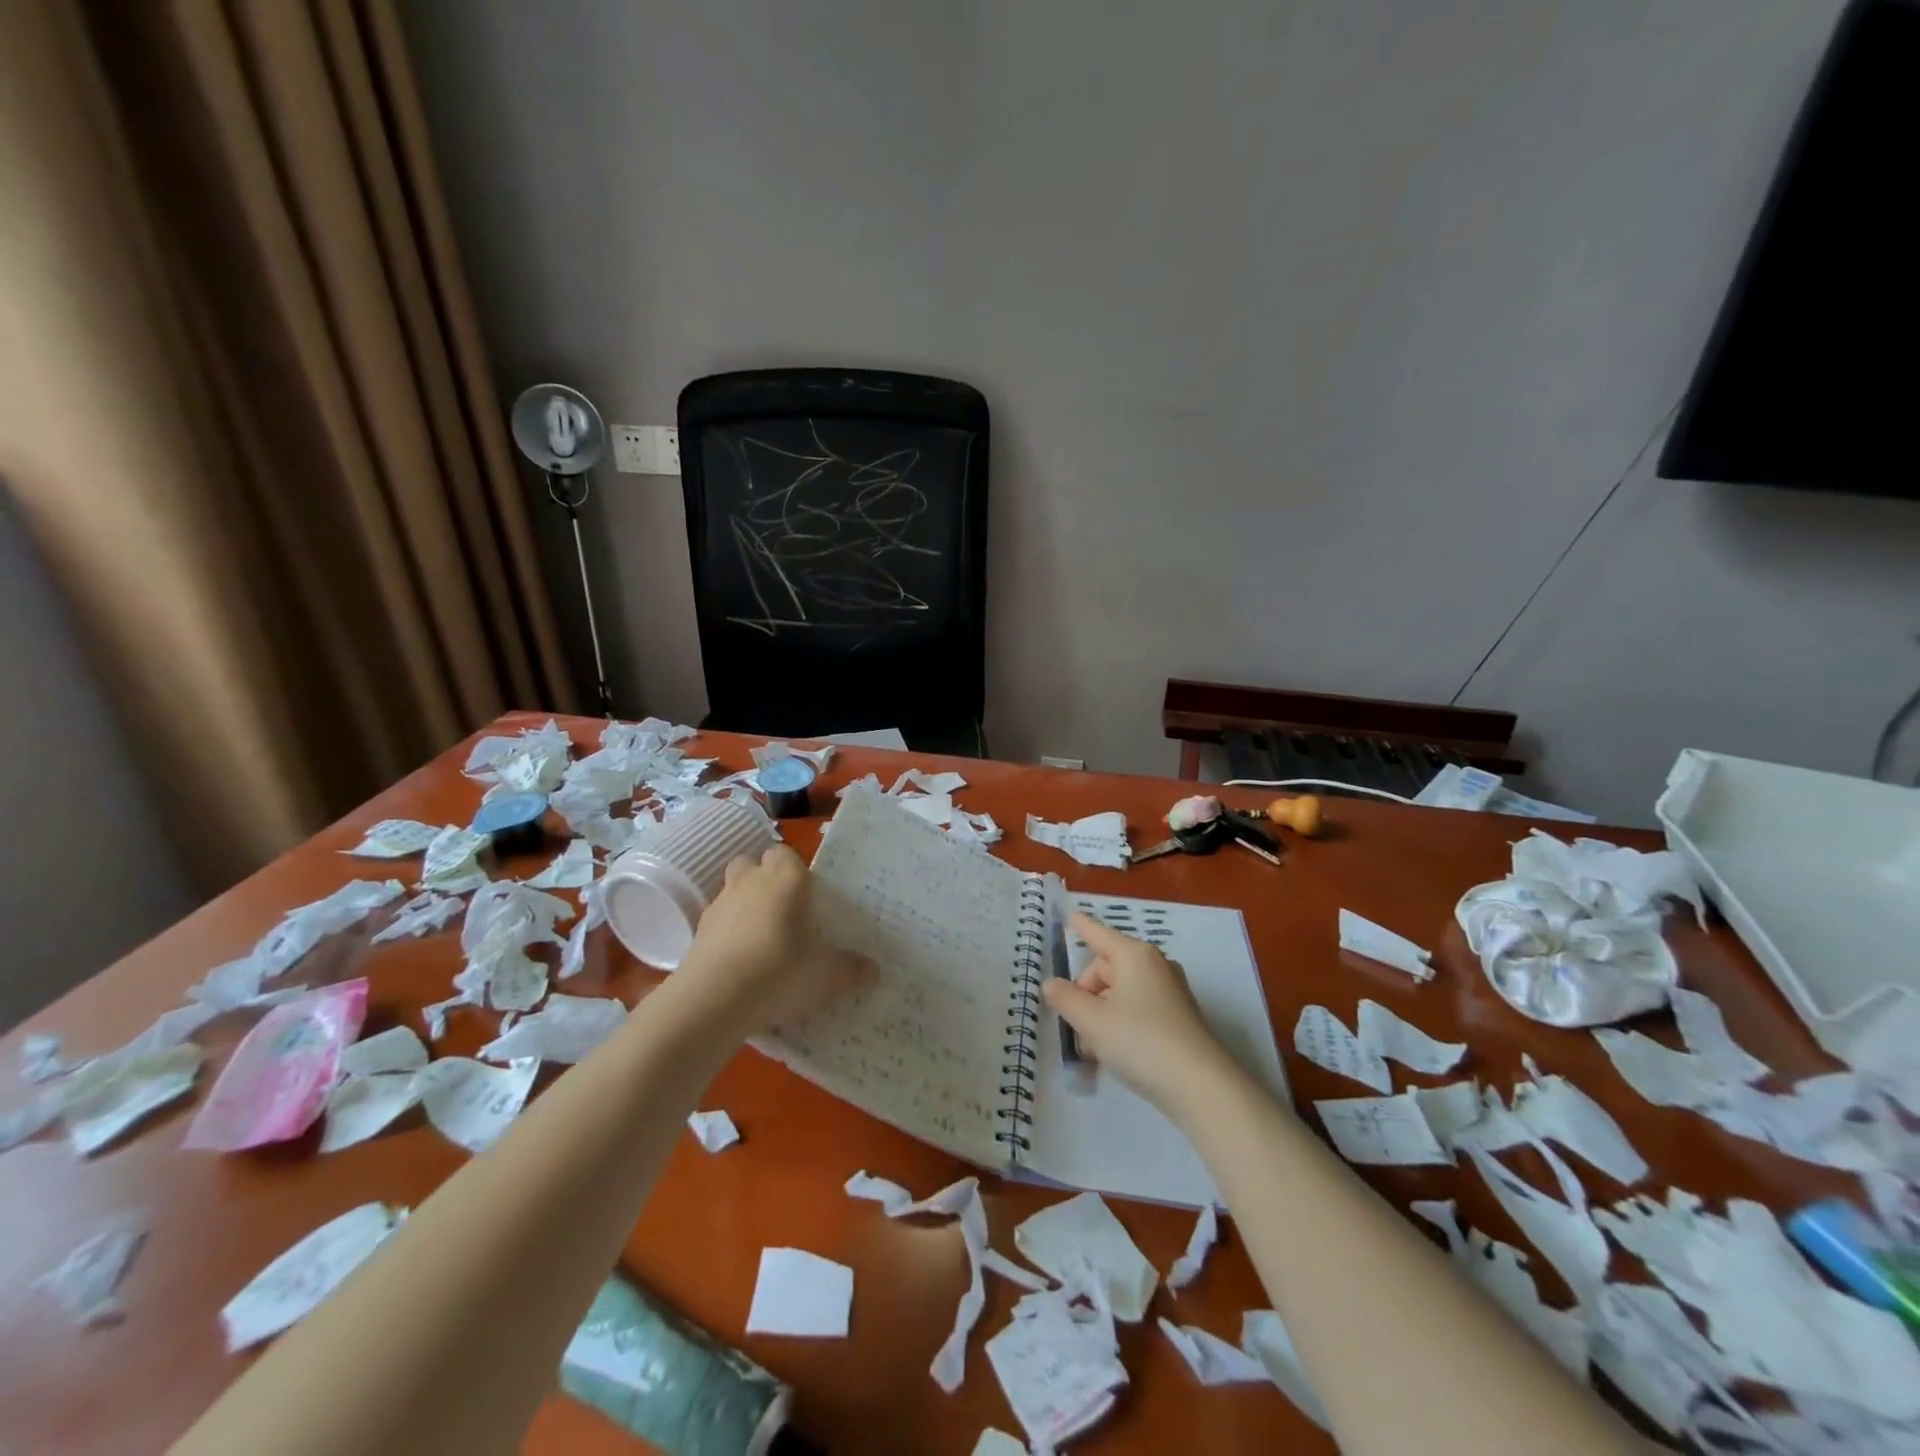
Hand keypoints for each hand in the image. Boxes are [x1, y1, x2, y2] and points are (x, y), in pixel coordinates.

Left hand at [677, 844, 869, 1035]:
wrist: (713, 1001)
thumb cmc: (779, 971)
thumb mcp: (826, 976)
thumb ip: (851, 969)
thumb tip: (873, 970)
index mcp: (785, 878)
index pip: (786, 853)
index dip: (795, 870)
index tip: (808, 896)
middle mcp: (750, 881)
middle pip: (753, 864)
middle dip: (765, 879)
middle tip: (785, 911)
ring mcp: (720, 904)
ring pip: (732, 890)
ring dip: (744, 904)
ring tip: (762, 938)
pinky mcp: (698, 932)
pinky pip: (718, 922)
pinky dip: (727, 933)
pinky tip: (741, 961)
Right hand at [1042, 911, 1233, 1114]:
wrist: (1200, 1086)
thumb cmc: (1140, 1041)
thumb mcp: (1092, 1020)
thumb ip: (1065, 998)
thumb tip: (1052, 984)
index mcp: (1134, 955)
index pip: (1098, 933)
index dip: (1080, 926)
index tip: (1068, 916)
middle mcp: (1154, 965)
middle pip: (1106, 968)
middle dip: (1085, 994)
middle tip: (1075, 1026)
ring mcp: (1169, 992)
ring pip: (1120, 992)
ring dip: (1100, 1015)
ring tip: (1091, 1050)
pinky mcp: (1178, 1018)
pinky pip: (1137, 1009)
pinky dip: (1119, 1024)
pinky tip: (1112, 1054)